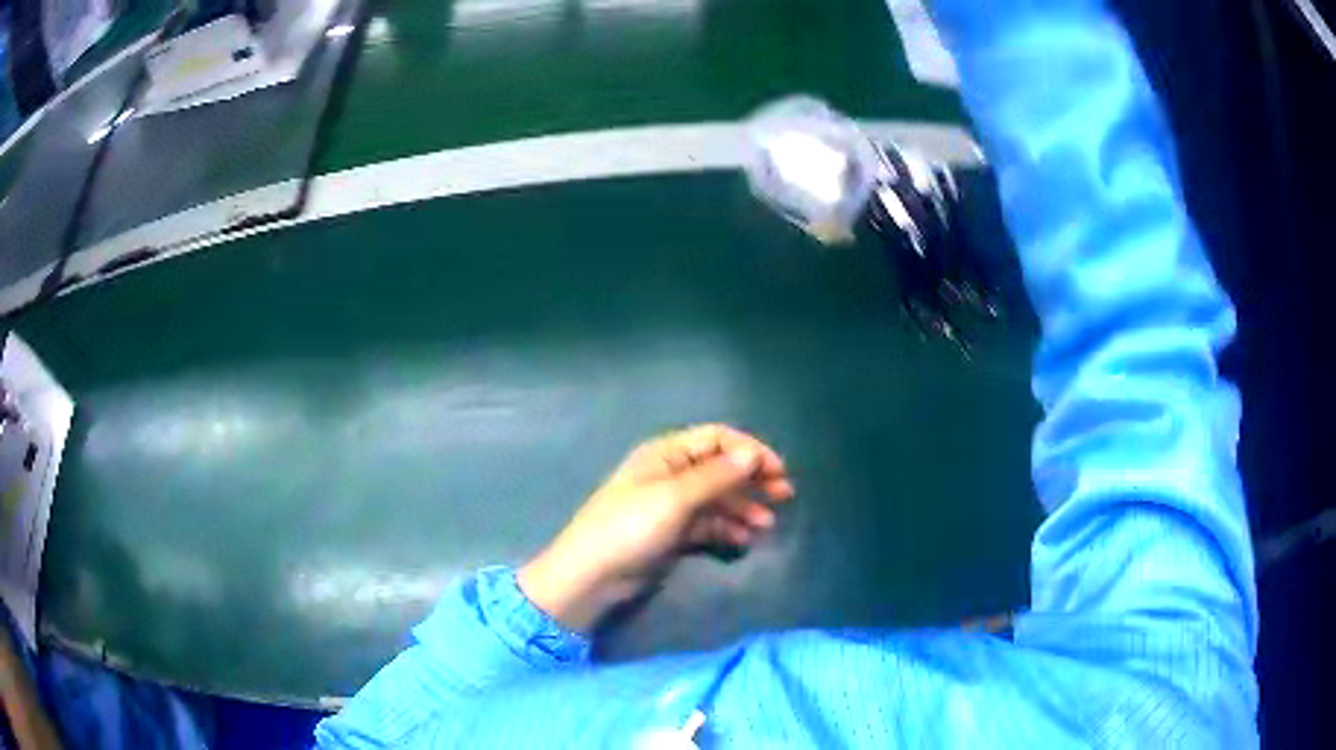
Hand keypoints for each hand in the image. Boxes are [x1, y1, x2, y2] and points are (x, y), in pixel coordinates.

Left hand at [518, 424, 793, 632]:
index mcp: (665, 455)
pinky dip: (727, 530)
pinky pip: (708, 525)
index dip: (749, 450)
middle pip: (720, 468)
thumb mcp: (674, 498)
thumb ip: (716, 476)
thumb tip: (753, 453)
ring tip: (767, 525)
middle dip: (752, 479)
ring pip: (717, 499)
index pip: (716, 439)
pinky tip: (745, 541)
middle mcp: (670, 475)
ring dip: (744, 507)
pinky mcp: (672, 534)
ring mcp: (671, 506)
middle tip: (784, 495)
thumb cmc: (630, 528)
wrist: (592, 576)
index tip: (777, 470)